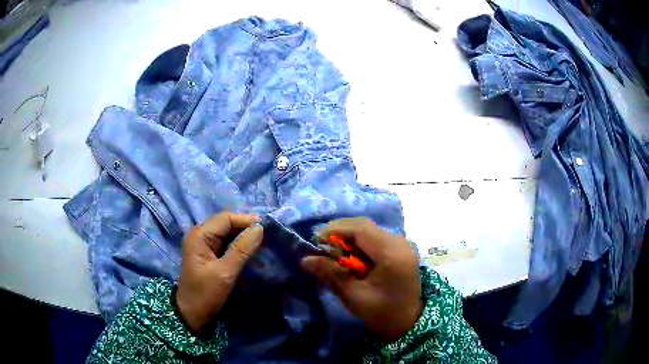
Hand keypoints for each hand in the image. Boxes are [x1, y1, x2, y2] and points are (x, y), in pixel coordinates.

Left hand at [176, 212, 262, 333]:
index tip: (268, 228)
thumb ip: (242, 250)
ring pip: (228, 233)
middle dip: (247, 228)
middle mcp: (200, 235)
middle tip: (268, 236)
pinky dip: (239, 246)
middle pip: (227, 224)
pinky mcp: (209, 255)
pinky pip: (226, 244)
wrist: (192, 315)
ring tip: (263, 243)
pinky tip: (252, 252)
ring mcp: (204, 245)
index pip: (226, 218)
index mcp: (200, 235)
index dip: (247, 220)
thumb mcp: (224, 273)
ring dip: (244, 237)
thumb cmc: (205, 294)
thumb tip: (260, 228)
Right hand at [301, 218, 421, 341]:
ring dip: (349, 237)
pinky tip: (350, 256)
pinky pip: (375, 236)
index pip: (361, 229)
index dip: (336, 230)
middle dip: (340, 232)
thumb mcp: (354, 296)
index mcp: (392, 254)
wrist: (407, 321)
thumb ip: (331, 275)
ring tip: (333, 252)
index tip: (316, 241)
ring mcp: (402, 243)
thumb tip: (305, 260)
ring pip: (369, 229)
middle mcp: (400, 242)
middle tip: (322, 247)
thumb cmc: (381, 313)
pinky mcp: (400, 248)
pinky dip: (359, 242)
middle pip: (365, 226)